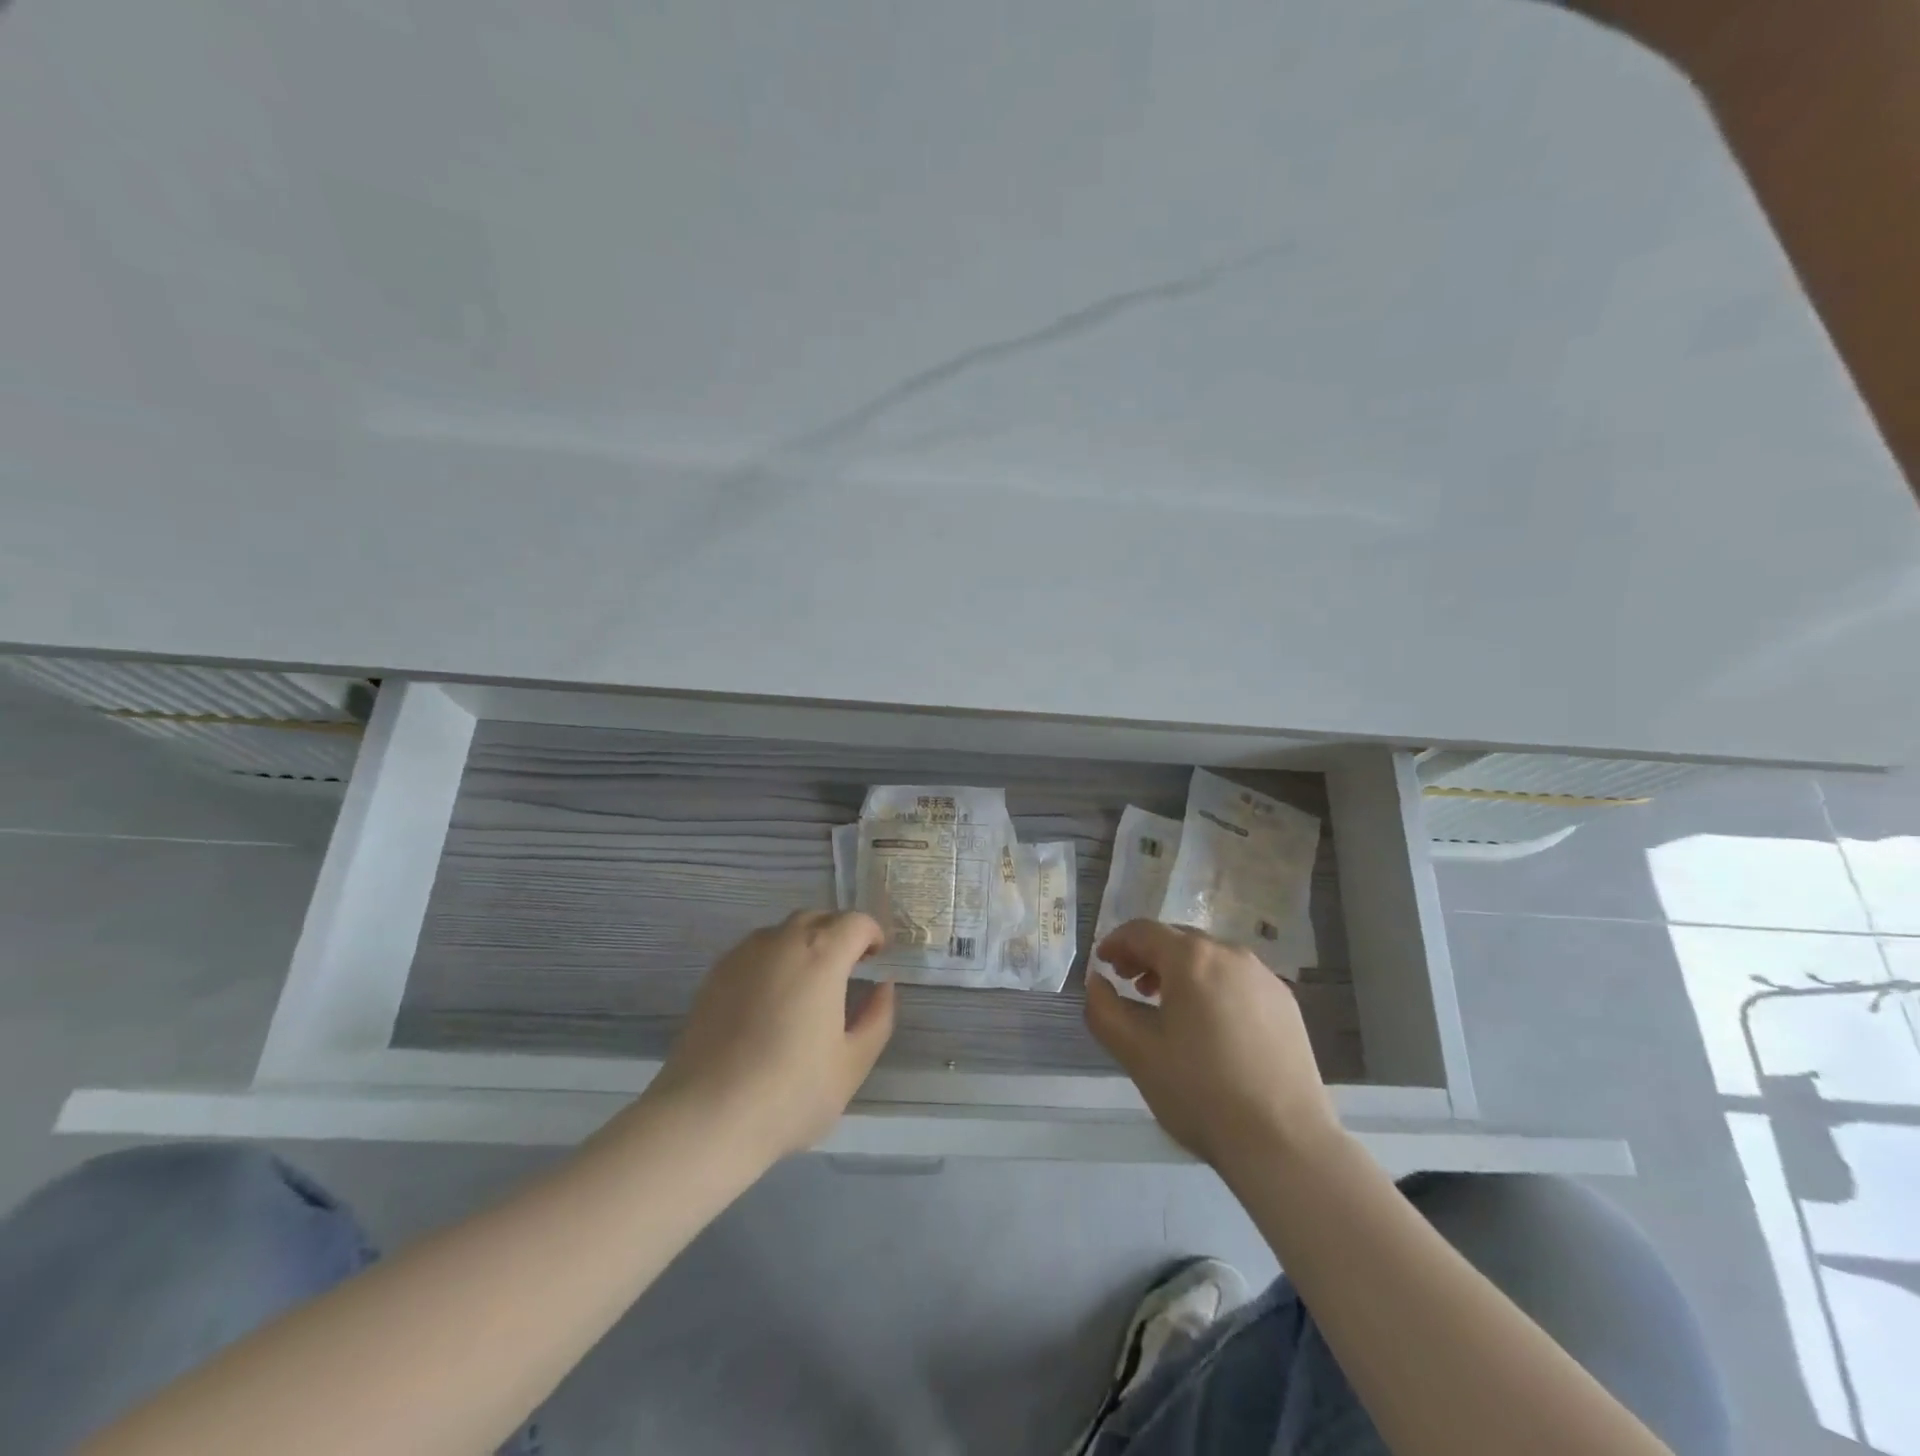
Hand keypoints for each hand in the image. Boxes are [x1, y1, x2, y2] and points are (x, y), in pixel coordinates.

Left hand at [649, 911, 895, 1162]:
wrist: (706, 1117)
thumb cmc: (791, 1093)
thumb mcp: (852, 1064)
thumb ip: (877, 1018)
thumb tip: (882, 988)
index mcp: (822, 955)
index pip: (856, 922)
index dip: (872, 935)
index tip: (876, 960)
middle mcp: (782, 941)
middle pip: (819, 918)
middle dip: (839, 934)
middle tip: (848, 970)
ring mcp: (743, 954)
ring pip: (784, 931)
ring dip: (805, 943)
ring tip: (808, 984)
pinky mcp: (715, 974)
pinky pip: (755, 951)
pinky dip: (774, 959)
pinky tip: (771, 1000)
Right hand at [1086, 920, 1340, 1170]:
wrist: (1284, 1142)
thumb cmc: (1200, 1092)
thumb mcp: (1136, 1052)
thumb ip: (1104, 1009)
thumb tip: (1096, 982)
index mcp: (1191, 958)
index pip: (1143, 931)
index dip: (1116, 942)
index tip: (1103, 964)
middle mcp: (1230, 954)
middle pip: (1178, 940)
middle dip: (1148, 956)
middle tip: (1130, 985)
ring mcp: (1264, 977)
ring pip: (1210, 959)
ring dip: (1181, 972)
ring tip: (1168, 1007)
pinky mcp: (1286, 1003)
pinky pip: (1238, 980)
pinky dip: (1213, 988)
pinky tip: (1210, 1026)